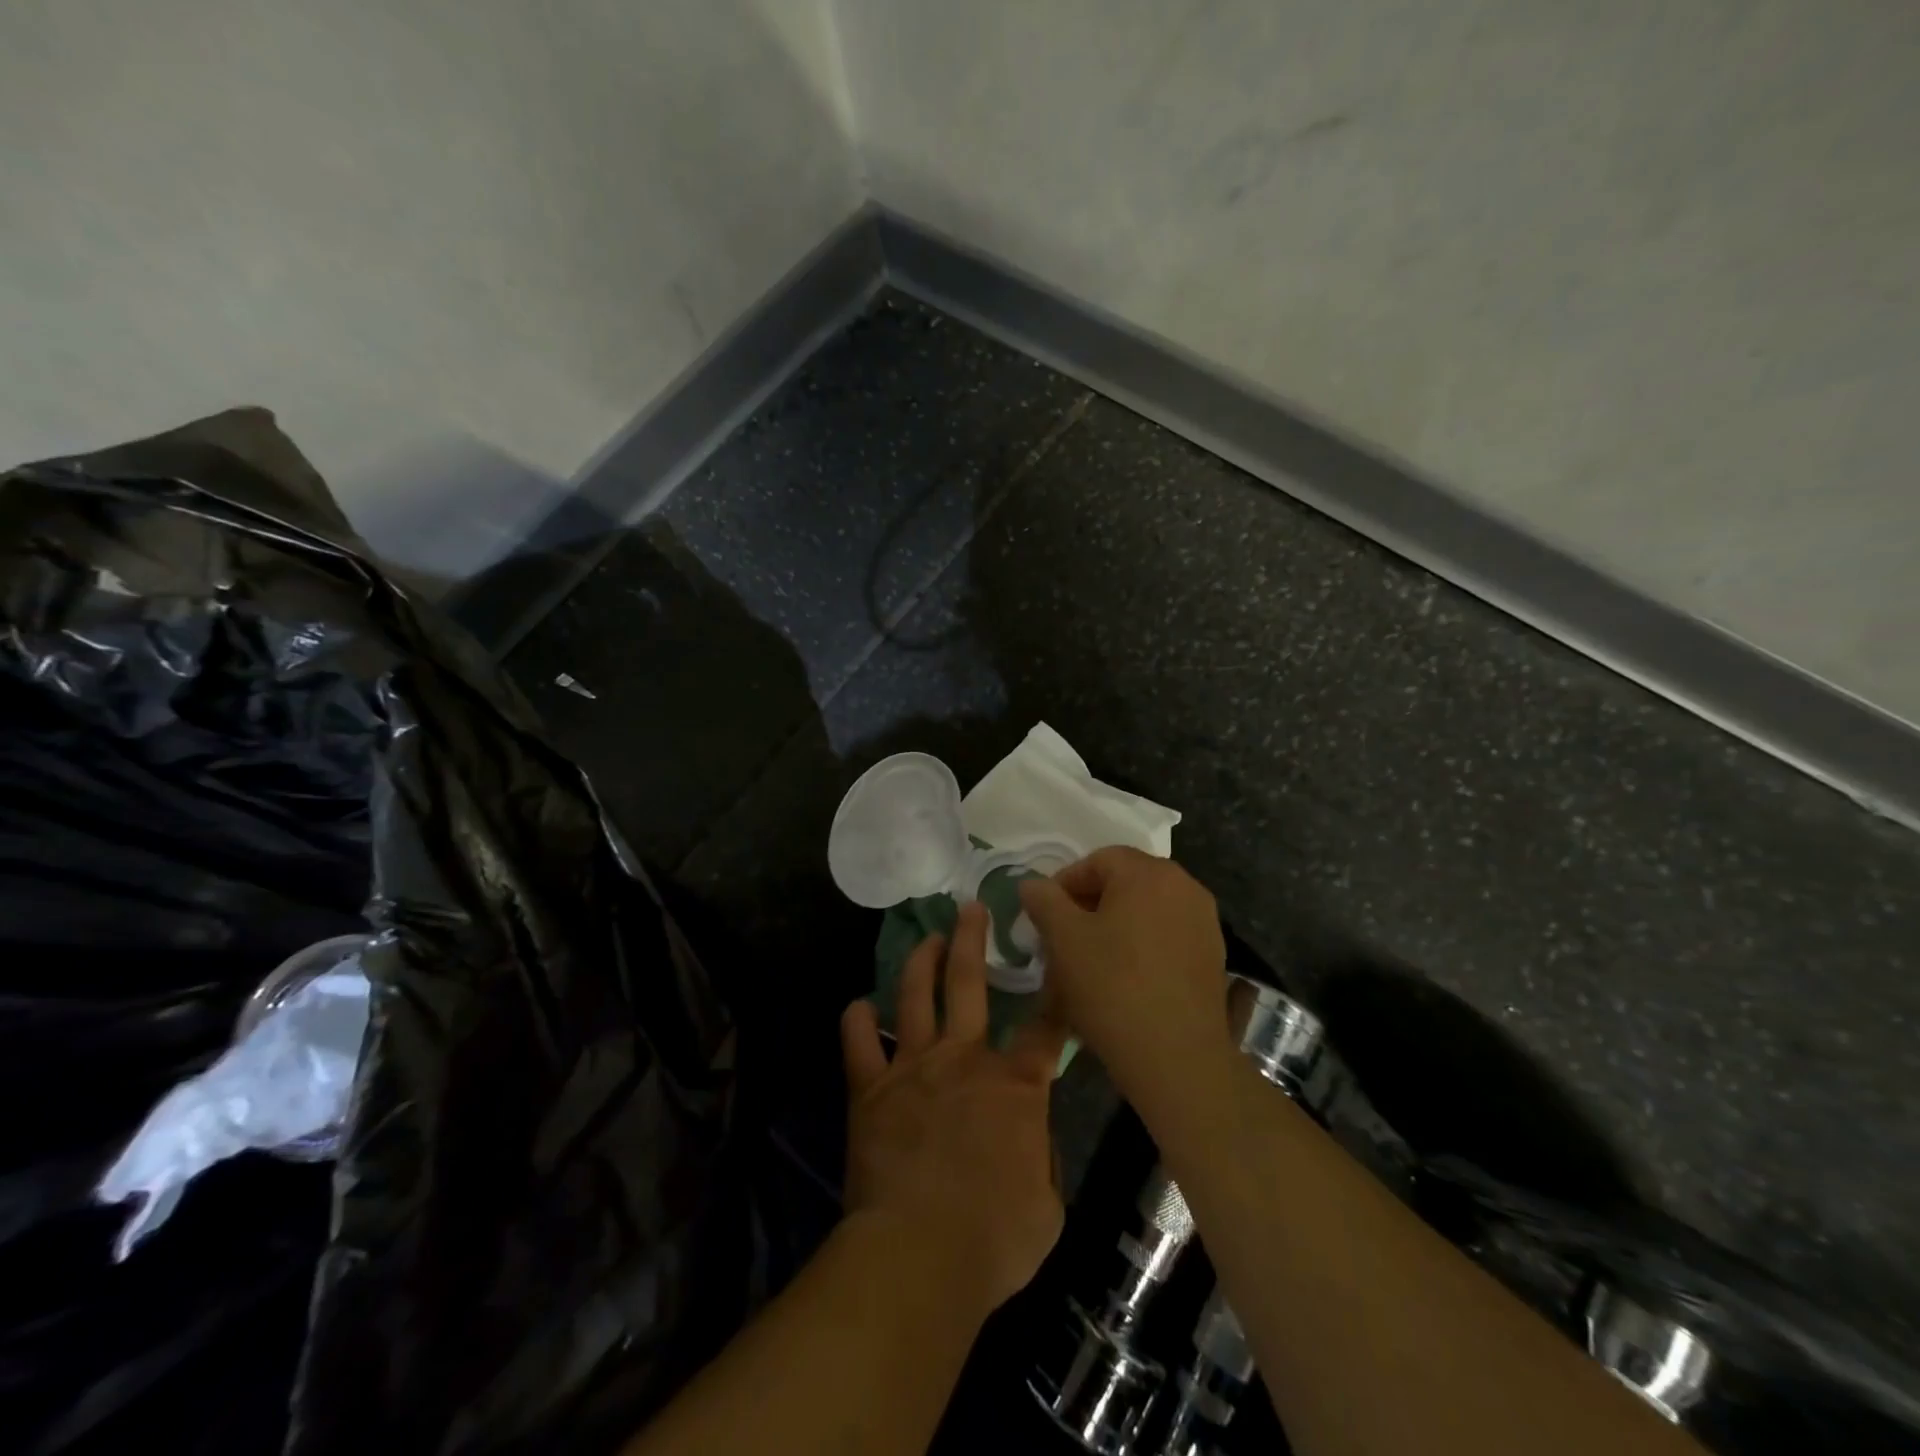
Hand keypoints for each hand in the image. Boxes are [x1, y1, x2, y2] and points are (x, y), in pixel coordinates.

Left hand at [840, 902, 1066, 1316]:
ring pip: (916, 995)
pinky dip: (858, 1020)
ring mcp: (914, 1067)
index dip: (1058, 993)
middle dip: (972, 939)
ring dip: (921, 961)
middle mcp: (965, 1060)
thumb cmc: (993, 1239)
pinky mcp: (871, 1088)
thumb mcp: (1046, 1206)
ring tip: (926, 938)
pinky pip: (859, 1042)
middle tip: (970, 908)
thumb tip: (1030, 1140)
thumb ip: (1042, 1160)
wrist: (919, 1253)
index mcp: (1015, 1086)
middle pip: (969, 983)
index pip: (1045, 1028)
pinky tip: (860, 1005)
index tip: (1061, 960)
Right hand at [1018, 847, 1230, 1120]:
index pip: (1097, 860)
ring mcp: (1204, 922)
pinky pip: (1166, 937)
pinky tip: (1123, 982)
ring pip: (1145, 912)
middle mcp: (1184, 886)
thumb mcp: (1063, 939)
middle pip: (1124, 883)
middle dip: (1088, 906)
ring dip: (1114, 927)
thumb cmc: (1113, 987)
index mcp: (1149, 873)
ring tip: (1089, 963)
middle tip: (1062, 939)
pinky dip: (1141, 947)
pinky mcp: (1213, 957)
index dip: (1064, 884)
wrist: (1178, 1059)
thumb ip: (1044, 900)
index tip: (1044, 917)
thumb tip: (1032, 883)